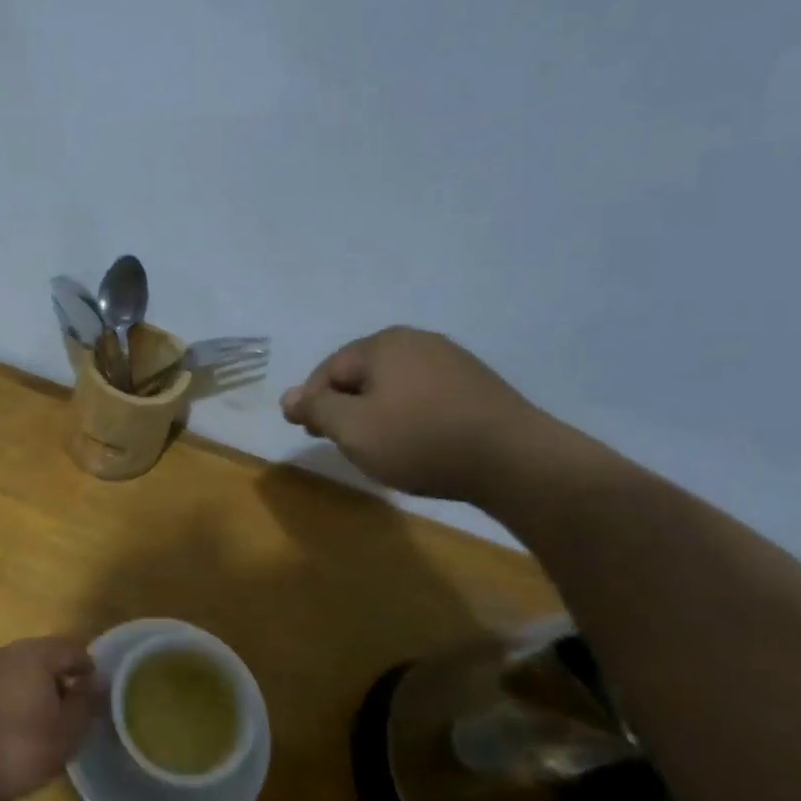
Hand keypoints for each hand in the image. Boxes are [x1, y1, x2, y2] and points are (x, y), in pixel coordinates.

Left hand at [0, 637, 102, 800]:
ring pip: (16, 672)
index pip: (72, 648)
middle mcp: (5, 652)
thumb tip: (99, 681)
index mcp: (35, 654)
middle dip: (59, 679)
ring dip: (31, 690)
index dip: (89, 668)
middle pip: (42, 657)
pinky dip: (8, 702)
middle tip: (70, 711)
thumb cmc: (14, 748)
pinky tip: (8, 731)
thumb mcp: (64, 734)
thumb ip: (85, 704)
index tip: (95, 695)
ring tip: (40, 724)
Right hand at [280, 327, 552, 502]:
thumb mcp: (353, 429)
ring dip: (374, 411)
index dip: (311, 402)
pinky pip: (422, 394)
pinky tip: (413, 440)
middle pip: (361, 373)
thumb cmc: (419, 440)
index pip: (329, 370)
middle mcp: (416, 341)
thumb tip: (287, 397)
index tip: (308, 434)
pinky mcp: (475, 384)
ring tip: (374, 444)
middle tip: (337, 440)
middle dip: (343, 405)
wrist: (513, 459)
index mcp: (383, 344)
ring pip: (393, 384)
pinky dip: (406, 414)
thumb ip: (316, 409)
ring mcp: (451, 360)